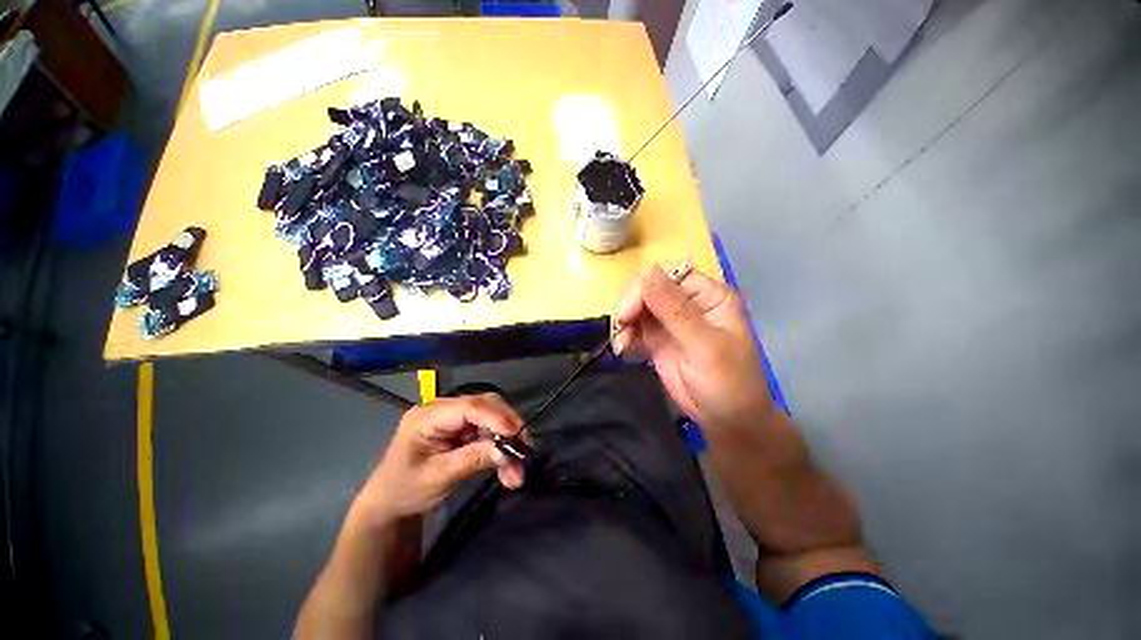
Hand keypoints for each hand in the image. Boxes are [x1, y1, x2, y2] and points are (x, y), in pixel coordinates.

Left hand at [355, 394, 525, 524]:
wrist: (388, 503)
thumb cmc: (404, 490)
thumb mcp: (437, 477)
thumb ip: (472, 459)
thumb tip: (507, 451)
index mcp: (428, 415)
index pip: (470, 407)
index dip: (497, 418)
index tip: (519, 437)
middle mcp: (444, 409)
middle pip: (485, 405)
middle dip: (508, 427)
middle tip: (525, 450)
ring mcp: (454, 418)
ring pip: (492, 418)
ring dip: (507, 441)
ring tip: (517, 470)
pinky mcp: (462, 428)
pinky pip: (488, 431)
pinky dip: (500, 448)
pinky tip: (507, 468)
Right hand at [613, 264, 772, 431]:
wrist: (727, 421)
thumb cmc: (728, 382)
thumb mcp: (704, 345)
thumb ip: (674, 309)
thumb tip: (646, 271)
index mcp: (709, 295)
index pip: (670, 274)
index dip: (645, 287)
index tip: (627, 312)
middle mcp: (688, 302)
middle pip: (650, 287)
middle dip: (631, 305)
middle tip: (621, 327)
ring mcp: (671, 321)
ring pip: (638, 306)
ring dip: (624, 321)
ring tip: (622, 343)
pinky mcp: (658, 338)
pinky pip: (635, 327)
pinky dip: (625, 335)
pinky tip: (623, 349)